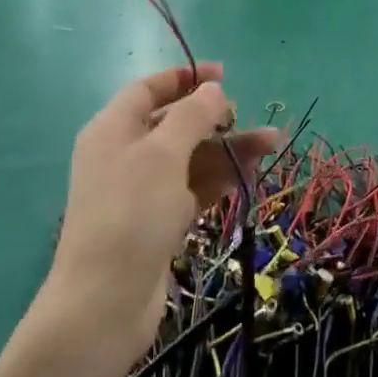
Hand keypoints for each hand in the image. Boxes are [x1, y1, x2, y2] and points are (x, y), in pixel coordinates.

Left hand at [44, 63, 280, 369]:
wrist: (105, 303)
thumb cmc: (131, 214)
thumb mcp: (163, 154)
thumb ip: (192, 116)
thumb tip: (213, 89)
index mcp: (113, 129)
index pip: (148, 89)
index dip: (184, 78)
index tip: (223, 73)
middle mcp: (125, 154)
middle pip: (174, 123)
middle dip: (215, 118)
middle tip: (248, 118)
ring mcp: (142, 191)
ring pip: (190, 158)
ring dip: (228, 149)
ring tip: (273, 144)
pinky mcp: (158, 221)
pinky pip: (193, 188)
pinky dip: (220, 179)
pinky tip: (251, 174)